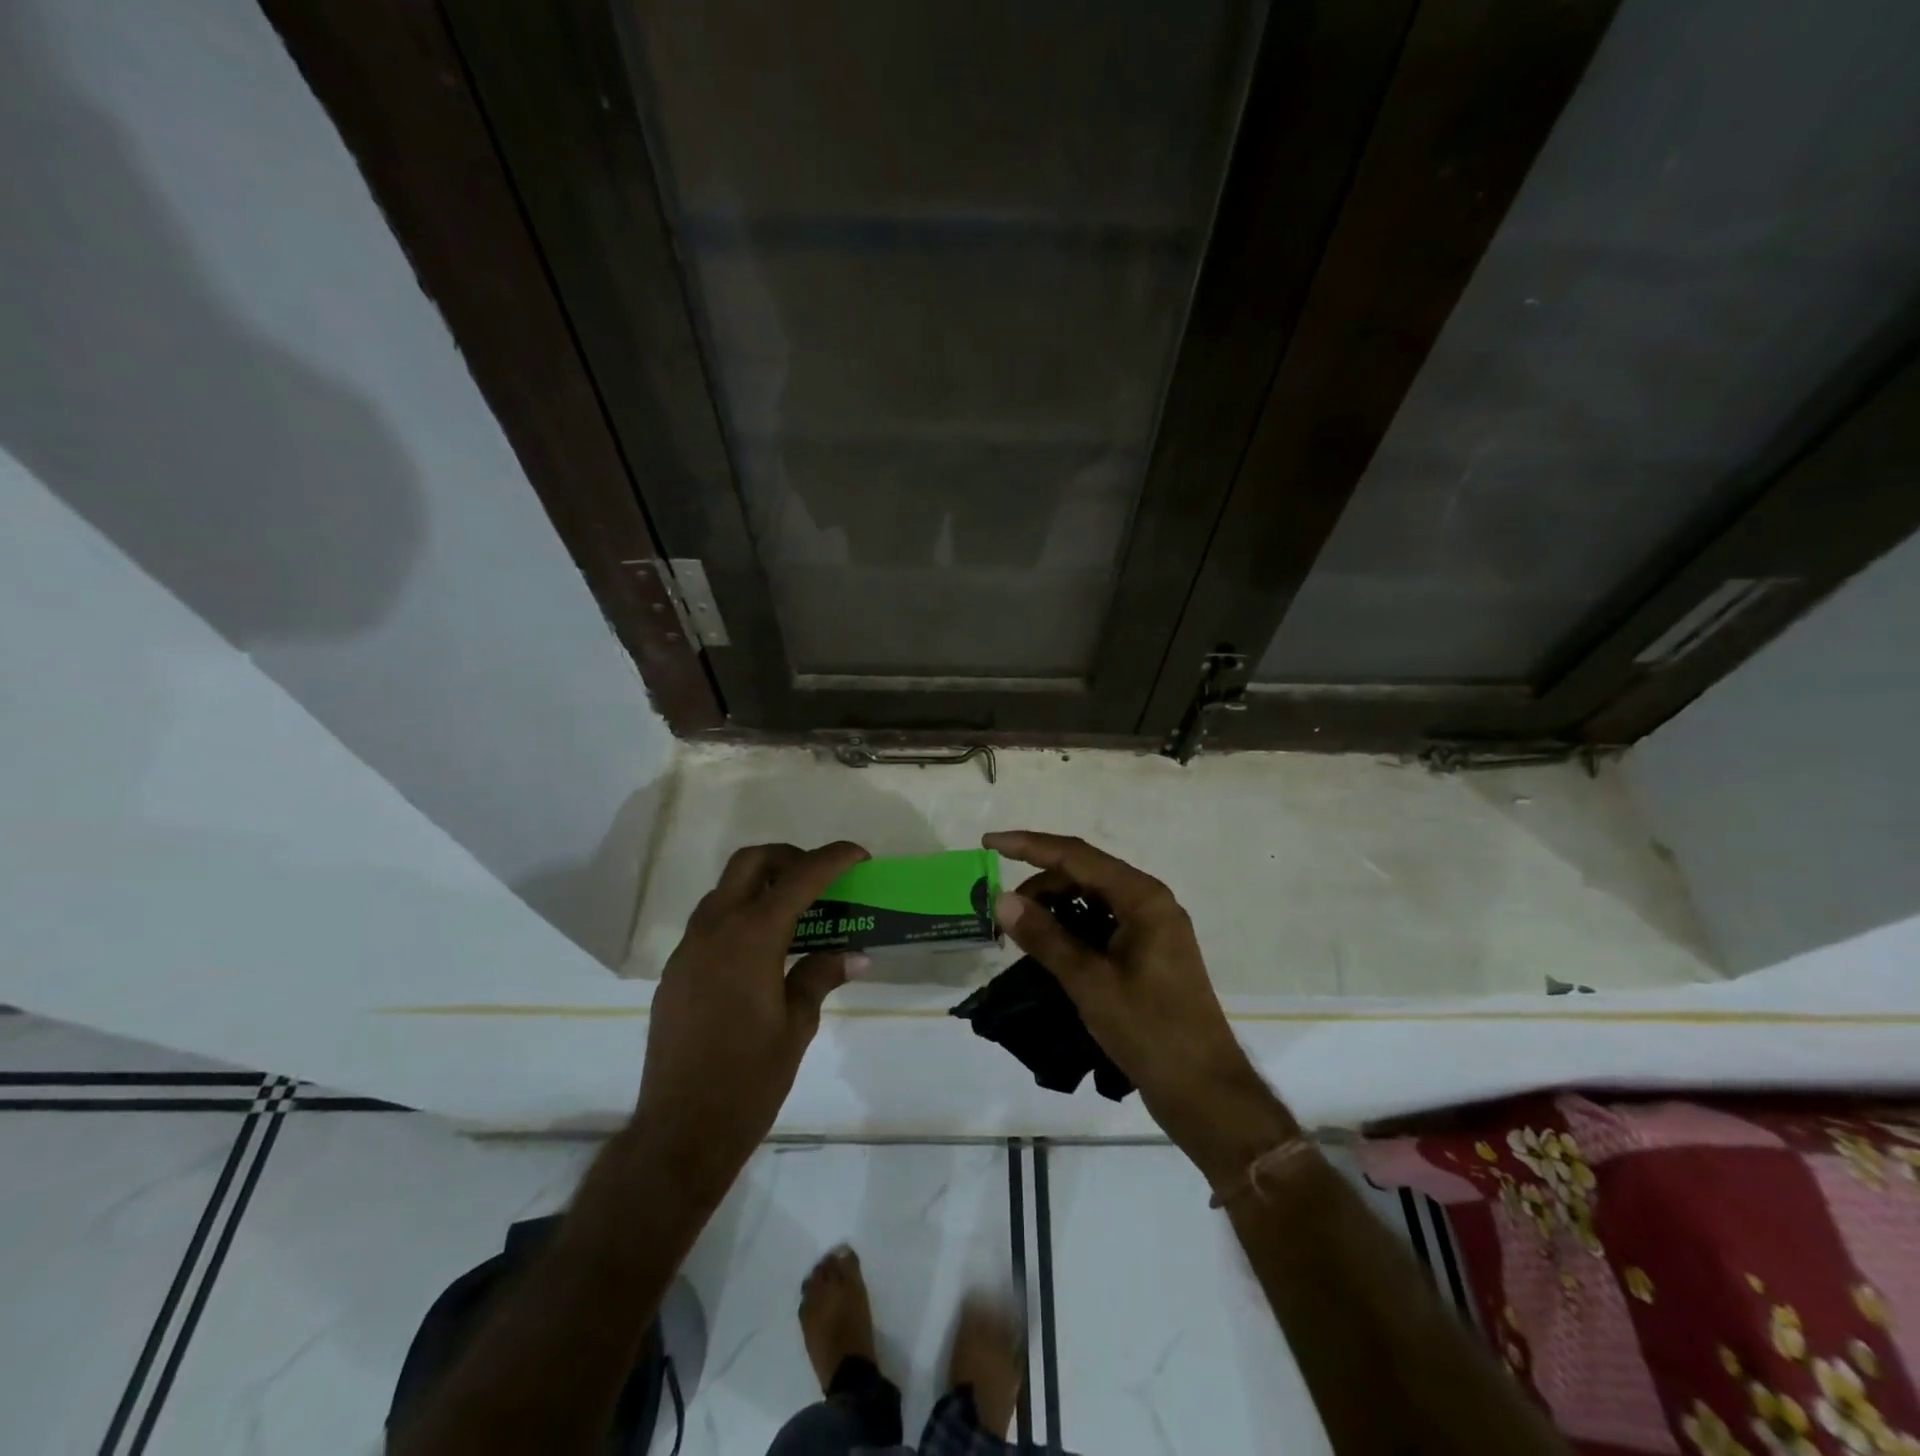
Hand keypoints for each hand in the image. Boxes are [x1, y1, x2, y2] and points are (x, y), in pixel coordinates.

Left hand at [636, 841, 867, 1205]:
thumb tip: (854, 954)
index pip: (799, 878)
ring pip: (725, 890)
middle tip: (818, 879)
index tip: (859, 855)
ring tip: (795, 913)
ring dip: (761, 885)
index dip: (833, 859)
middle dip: (788, 857)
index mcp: (752, 937)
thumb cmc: (749, 1078)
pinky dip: (740, 915)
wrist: (681, 1130)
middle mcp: (715, 929)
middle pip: (750, 862)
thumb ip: (821, 975)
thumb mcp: (797, 1024)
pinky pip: (710, 923)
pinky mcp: (675, 971)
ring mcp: (688, 949)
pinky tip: (762, 952)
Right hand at [983, 831, 1295, 1182]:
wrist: (1204, 1091)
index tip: (990, 842)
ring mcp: (1151, 927)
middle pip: (1084, 873)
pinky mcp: (1148, 952)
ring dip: (1055, 906)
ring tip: (1021, 932)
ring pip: (1092, 898)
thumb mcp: (1090, 982)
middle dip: (1040, 884)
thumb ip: (1046, 937)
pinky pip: (1102, 922)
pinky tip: (1049, 946)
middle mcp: (1150, 902)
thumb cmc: (1150, 1031)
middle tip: (1003, 912)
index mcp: (1142, 897)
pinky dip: (1072, 926)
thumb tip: (1002, 900)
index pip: (1076, 855)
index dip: (1029, 845)